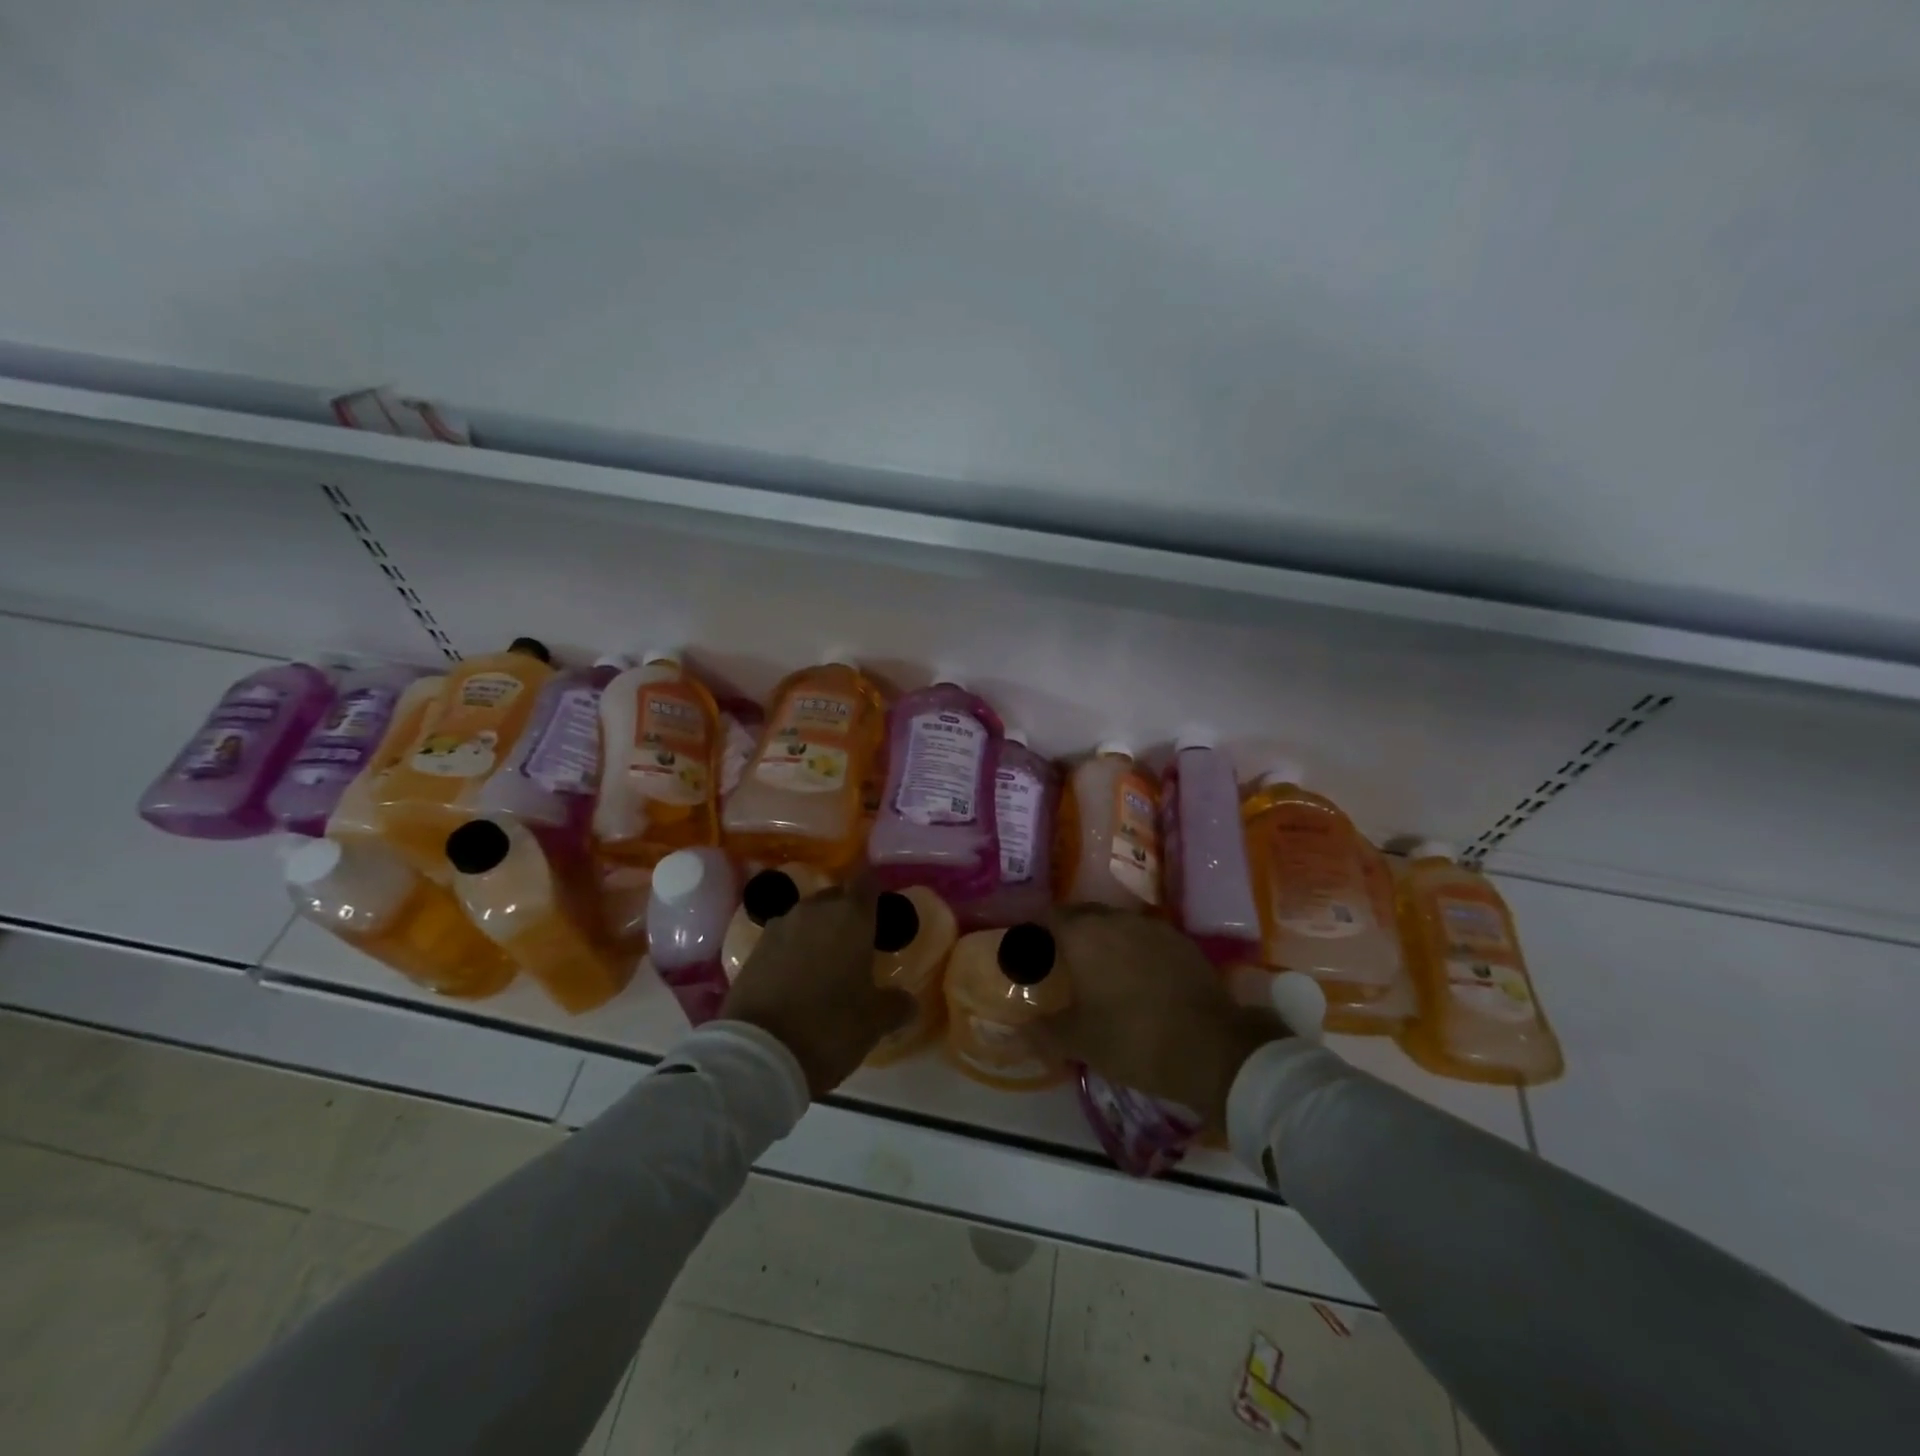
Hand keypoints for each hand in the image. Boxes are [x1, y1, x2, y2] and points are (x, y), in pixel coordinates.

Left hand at [720, 875, 915, 1098]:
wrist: (758, 1054)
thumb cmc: (829, 1027)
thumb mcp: (875, 1022)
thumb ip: (896, 1004)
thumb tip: (906, 1001)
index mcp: (851, 916)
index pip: (868, 882)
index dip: (876, 893)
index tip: (883, 913)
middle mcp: (814, 910)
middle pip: (836, 897)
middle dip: (848, 915)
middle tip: (859, 945)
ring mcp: (779, 927)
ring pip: (807, 918)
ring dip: (819, 933)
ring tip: (828, 964)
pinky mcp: (753, 950)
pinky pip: (784, 939)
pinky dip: (794, 952)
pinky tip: (800, 979)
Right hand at [1040, 908, 1287, 1131]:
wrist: (1213, 1050)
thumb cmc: (1134, 1040)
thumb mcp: (1081, 1042)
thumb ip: (1044, 1032)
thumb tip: (1017, 1030)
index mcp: (1084, 935)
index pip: (1049, 917)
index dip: (1035, 931)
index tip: (1029, 950)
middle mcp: (1117, 920)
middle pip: (1082, 915)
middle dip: (1067, 932)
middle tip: (1059, 961)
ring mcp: (1154, 927)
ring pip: (1116, 923)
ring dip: (1101, 939)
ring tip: (1096, 969)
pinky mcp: (1182, 942)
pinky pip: (1144, 937)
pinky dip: (1131, 949)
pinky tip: (1135, 976)